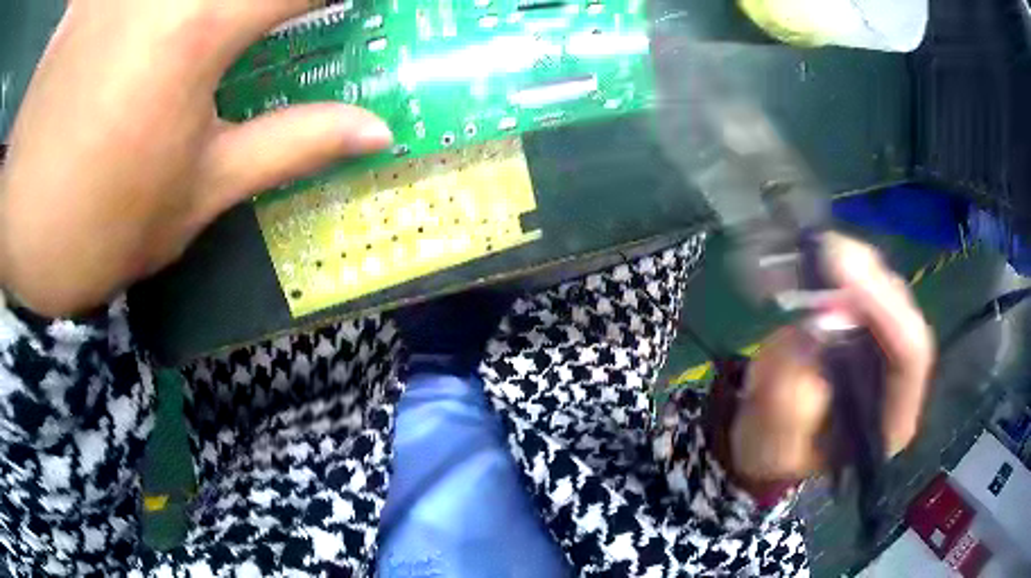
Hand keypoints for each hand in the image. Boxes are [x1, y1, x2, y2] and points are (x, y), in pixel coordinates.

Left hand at [0, 0, 391, 316]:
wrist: (8, 232)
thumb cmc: (89, 226)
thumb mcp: (190, 199)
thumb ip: (287, 146)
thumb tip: (375, 131)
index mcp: (202, 27)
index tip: (350, 10)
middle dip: (271, 7)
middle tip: (266, 30)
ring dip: (214, 11)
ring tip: (211, 35)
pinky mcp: (86, 0)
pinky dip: (158, 13)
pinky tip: (142, 30)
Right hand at [730, 234, 933, 482]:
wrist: (768, 440)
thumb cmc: (775, 452)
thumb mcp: (775, 443)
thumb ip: (793, 399)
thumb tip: (814, 328)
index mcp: (891, 421)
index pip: (910, 356)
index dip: (886, 311)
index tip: (845, 277)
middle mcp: (900, 379)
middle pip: (904, 312)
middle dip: (869, 278)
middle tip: (827, 251)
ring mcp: (887, 347)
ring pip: (888, 289)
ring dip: (856, 263)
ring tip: (817, 249)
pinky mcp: (869, 324)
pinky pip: (867, 282)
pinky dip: (842, 263)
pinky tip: (816, 255)